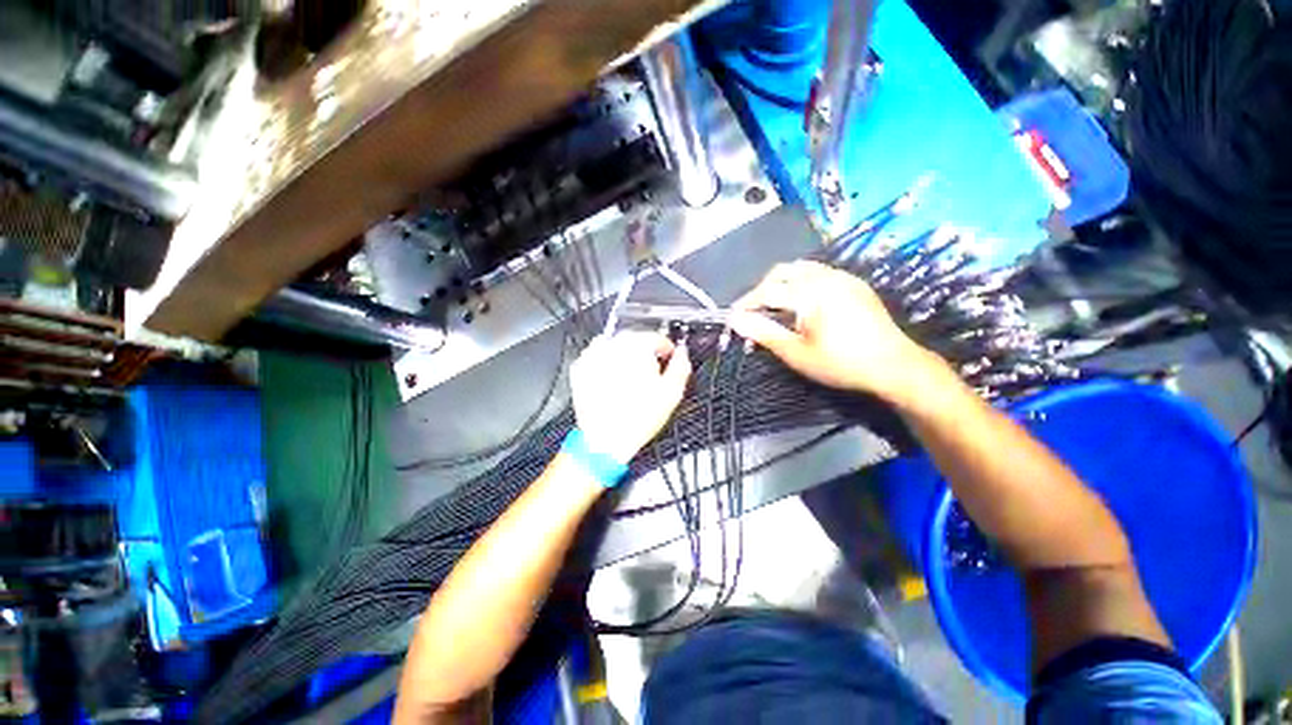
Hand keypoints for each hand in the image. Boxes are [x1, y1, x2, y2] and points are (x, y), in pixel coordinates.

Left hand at [570, 331, 691, 462]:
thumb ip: (681, 367)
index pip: (656, 337)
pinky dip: (606, 362)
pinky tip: (613, 377)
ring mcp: (593, 357)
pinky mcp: (580, 368)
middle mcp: (613, 347)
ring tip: (631, 376)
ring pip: (614, 344)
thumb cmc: (637, 419)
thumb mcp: (672, 393)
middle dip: (646, 351)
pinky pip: (596, 356)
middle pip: (635, 338)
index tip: (669, 356)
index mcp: (637, 349)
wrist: (605, 441)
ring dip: (625, 354)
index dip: (666, 348)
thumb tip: (682, 354)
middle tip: (652, 369)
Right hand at [729, 260, 935, 401]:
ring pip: (801, 268)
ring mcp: (843, 278)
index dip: (746, 304)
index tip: (733, 317)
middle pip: (782, 272)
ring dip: (782, 283)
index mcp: (810, 293)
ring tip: (776, 307)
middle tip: (754, 312)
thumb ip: (763, 332)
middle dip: (763, 289)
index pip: (767, 292)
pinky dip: (802, 282)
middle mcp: (826, 277)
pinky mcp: (854, 284)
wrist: (894, 365)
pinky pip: (820, 273)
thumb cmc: (840, 363)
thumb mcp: (796, 353)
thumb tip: (735, 320)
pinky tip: (803, 303)